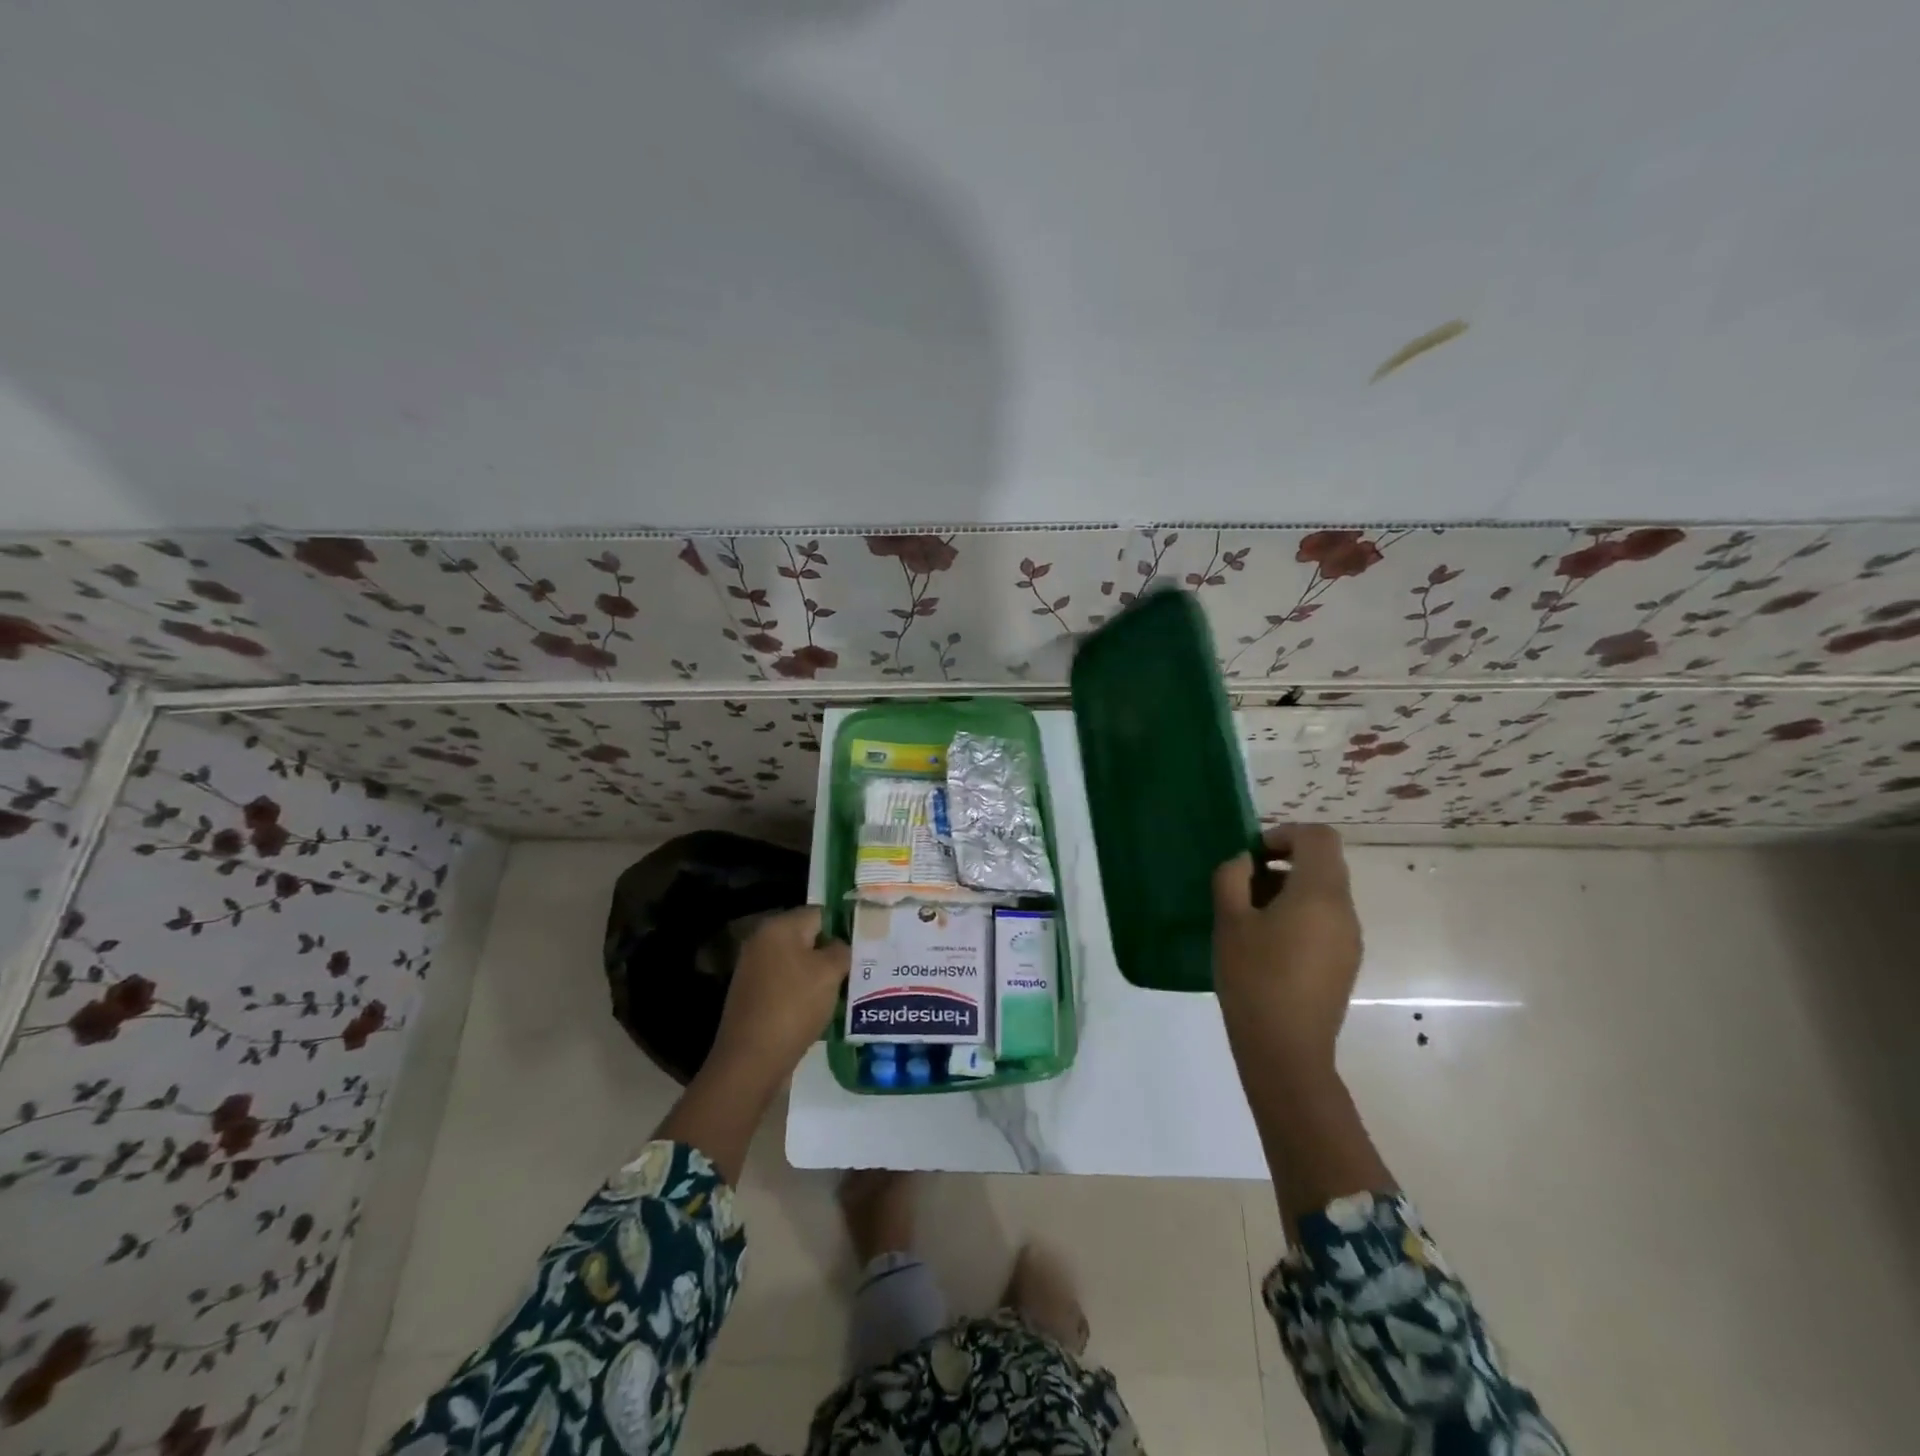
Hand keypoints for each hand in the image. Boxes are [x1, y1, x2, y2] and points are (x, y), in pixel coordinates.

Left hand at [707, 906, 848, 1088]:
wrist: (751, 1060)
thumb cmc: (794, 1006)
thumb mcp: (830, 973)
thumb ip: (842, 950)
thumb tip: (841, 946)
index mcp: (779, 927)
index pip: (821, 913)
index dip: (845, 927)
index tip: (865, 946)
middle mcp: (762, 941)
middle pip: (808, 937)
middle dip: (832, 952)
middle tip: (859, 968)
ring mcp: (754, 969)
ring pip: (798, 963)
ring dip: (819, 975)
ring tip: (845, 990)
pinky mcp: (752, 995)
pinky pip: (787, 984)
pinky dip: (803, 992)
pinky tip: (821, 1008)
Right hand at [1211, 824, 1361, 1071]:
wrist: (1286, 1050)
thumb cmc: (1254, 978)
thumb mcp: (1229, 921)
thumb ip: (1231, 878)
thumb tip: (1243, 862)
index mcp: (1320, 893)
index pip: (1319, 837)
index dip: (1284, 834)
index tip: (1252, 855)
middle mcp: (1344, 910)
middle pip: (1323, 864)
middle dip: (1282, 863)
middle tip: (1242, 885)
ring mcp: (1349, 939)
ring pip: (1323, 893)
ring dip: (1288, 890)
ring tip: (1249, 917)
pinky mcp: (1345, 963)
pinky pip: (1325, 920)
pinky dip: (1298, 915)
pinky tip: (1267, 945)